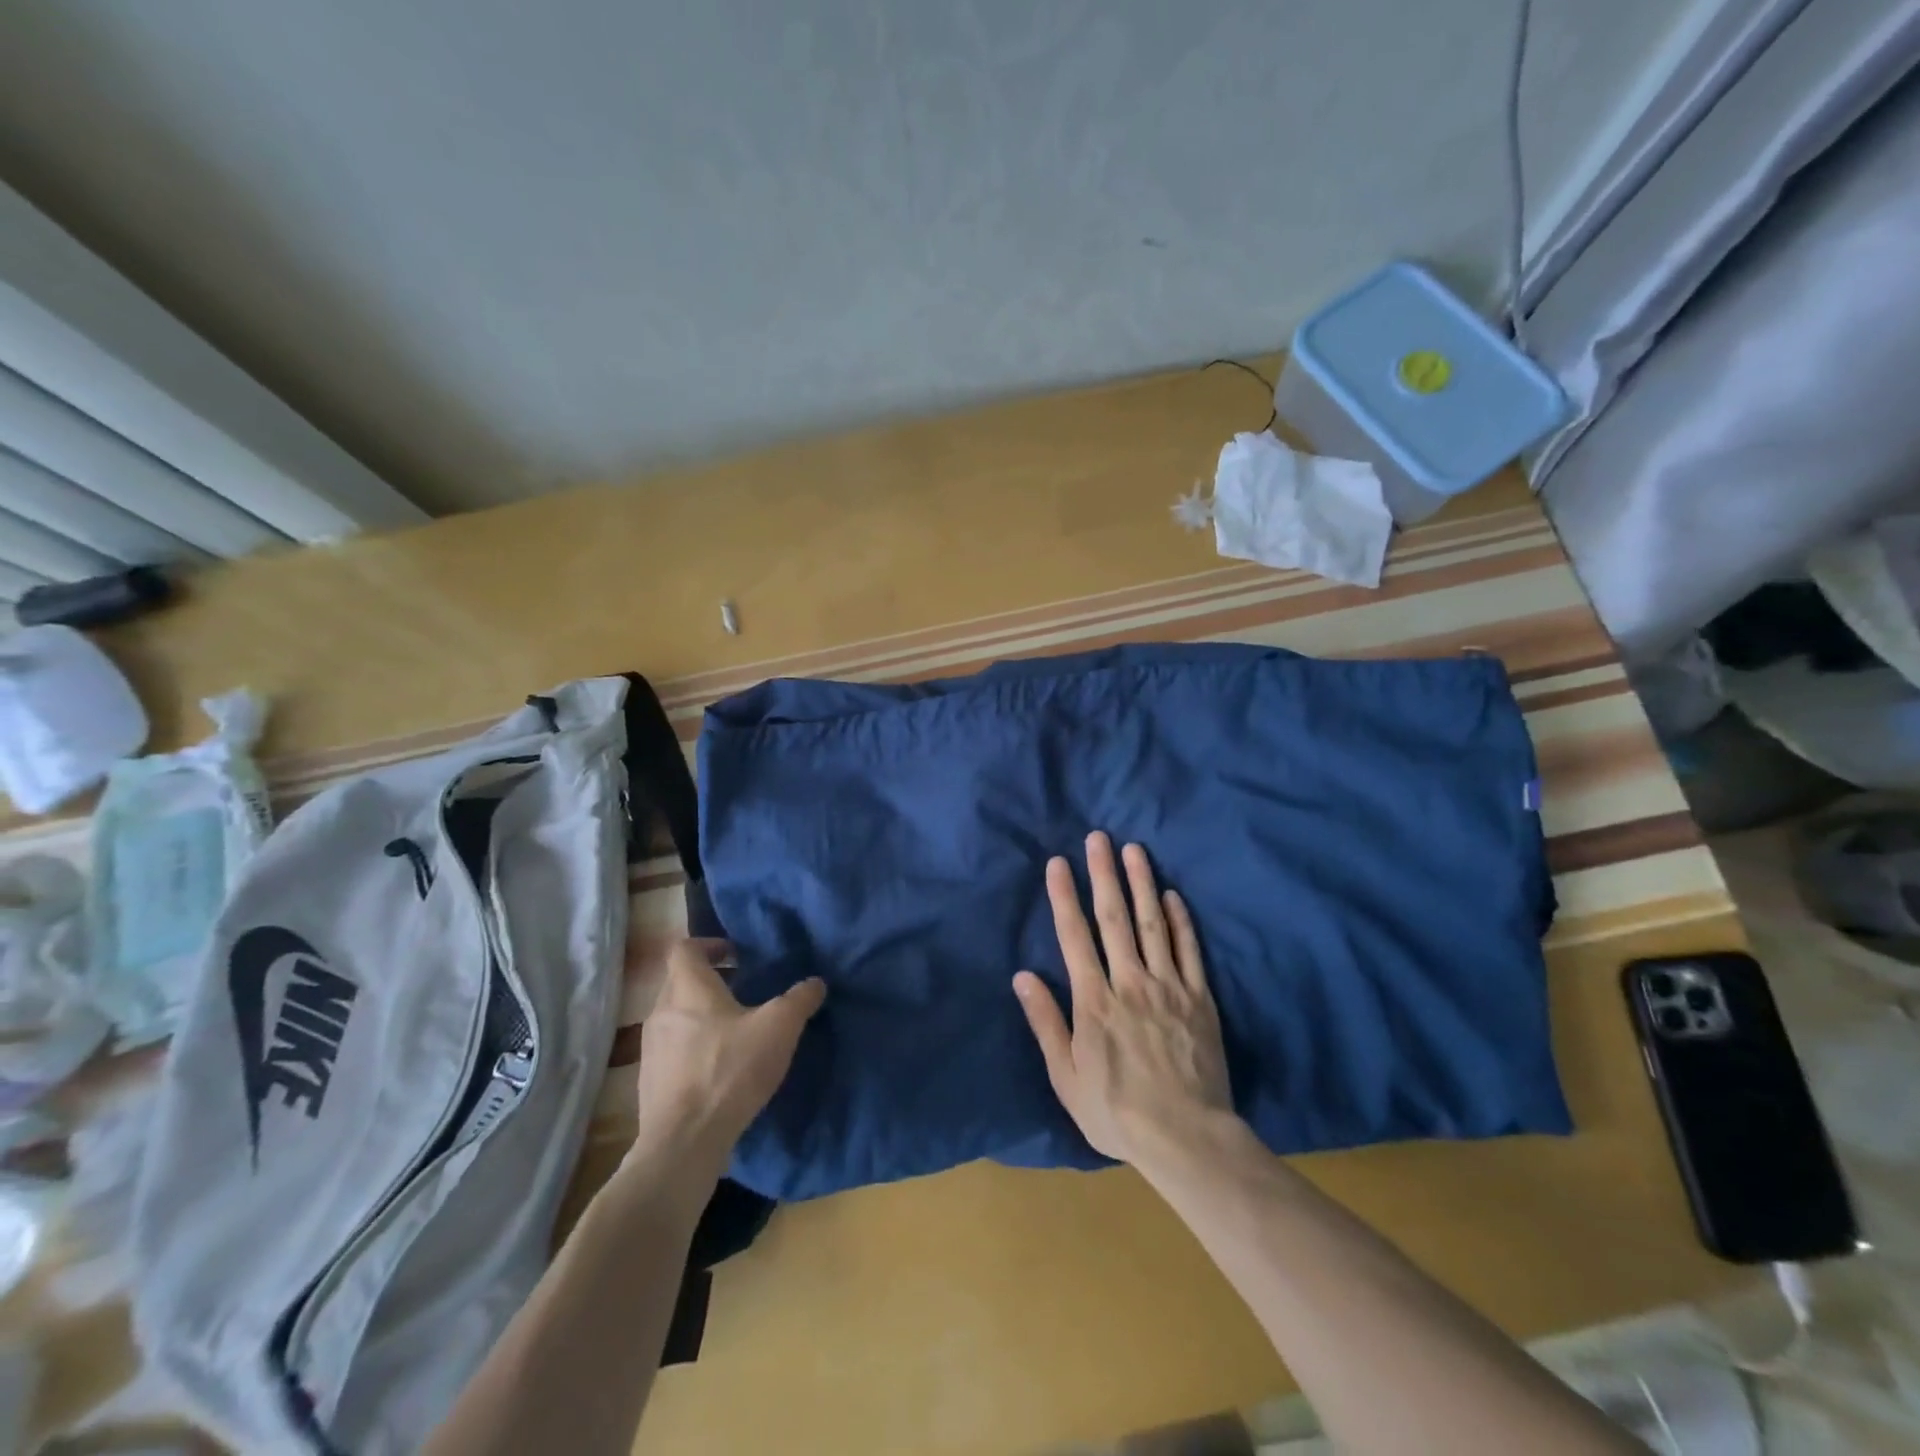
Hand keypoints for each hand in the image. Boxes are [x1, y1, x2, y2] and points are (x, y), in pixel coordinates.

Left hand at [632, 938, 824, 1175]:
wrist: (684, 1142)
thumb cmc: (730, 1071)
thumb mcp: (779, 1029)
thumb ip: (799, 1000)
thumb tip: (815, 983)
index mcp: (688, 989)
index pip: (684, 948)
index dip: (708, 945)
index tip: (735, 954)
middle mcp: (661, 1011)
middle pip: (679, 981)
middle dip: (710, 981)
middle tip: (742, 990)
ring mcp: (650, 1048)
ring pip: (674, 1016)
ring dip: (700, 1015)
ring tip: (733, 1031)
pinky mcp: (649, 1081)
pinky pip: (671, 1049)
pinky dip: (691, 1047)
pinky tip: (718, 1068)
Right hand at [1013, 832, 1233, 1168]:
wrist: (1186, 1138)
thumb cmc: (1117, 1112)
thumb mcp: (1066, 1076)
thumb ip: (1045, 1023)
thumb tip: (1022, 976)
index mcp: (1094, 1000)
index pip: (1075, 936)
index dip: (1064, 897)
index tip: (1058, 863)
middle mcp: (1129, 982)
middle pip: (1114, 918)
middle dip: (1103, 874)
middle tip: (1098, 837)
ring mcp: (1168, 987)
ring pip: (1153, 923)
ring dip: (1142, 883)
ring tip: (1135, 849)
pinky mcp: (1199, 998)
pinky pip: (1189, 950)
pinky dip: (1180, 920)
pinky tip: (1173, 894)